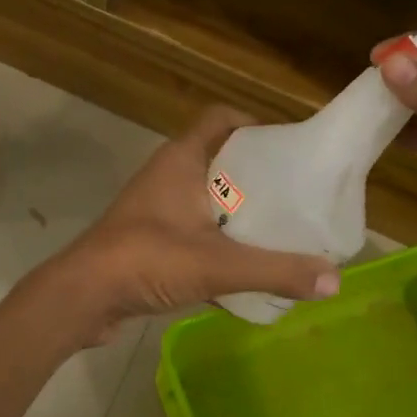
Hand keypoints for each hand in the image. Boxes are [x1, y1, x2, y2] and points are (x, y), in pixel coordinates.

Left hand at [44, 106, 340, 337]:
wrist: (81, 298)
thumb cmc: (145, 260)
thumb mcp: (218, 264)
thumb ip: (276, 271)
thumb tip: (335, 281)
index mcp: (182, 161)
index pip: (221, 118)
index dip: (255, 124)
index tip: (289, 147)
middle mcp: (168, 176)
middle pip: (221, 160)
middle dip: (258, 175)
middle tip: (296, 195)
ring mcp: (156, 210)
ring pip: (208, 199)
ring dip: (239, 211)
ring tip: (280, 230)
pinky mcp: (150, 241)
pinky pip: (195, 230)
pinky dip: (220, 241)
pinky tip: (246, 267)